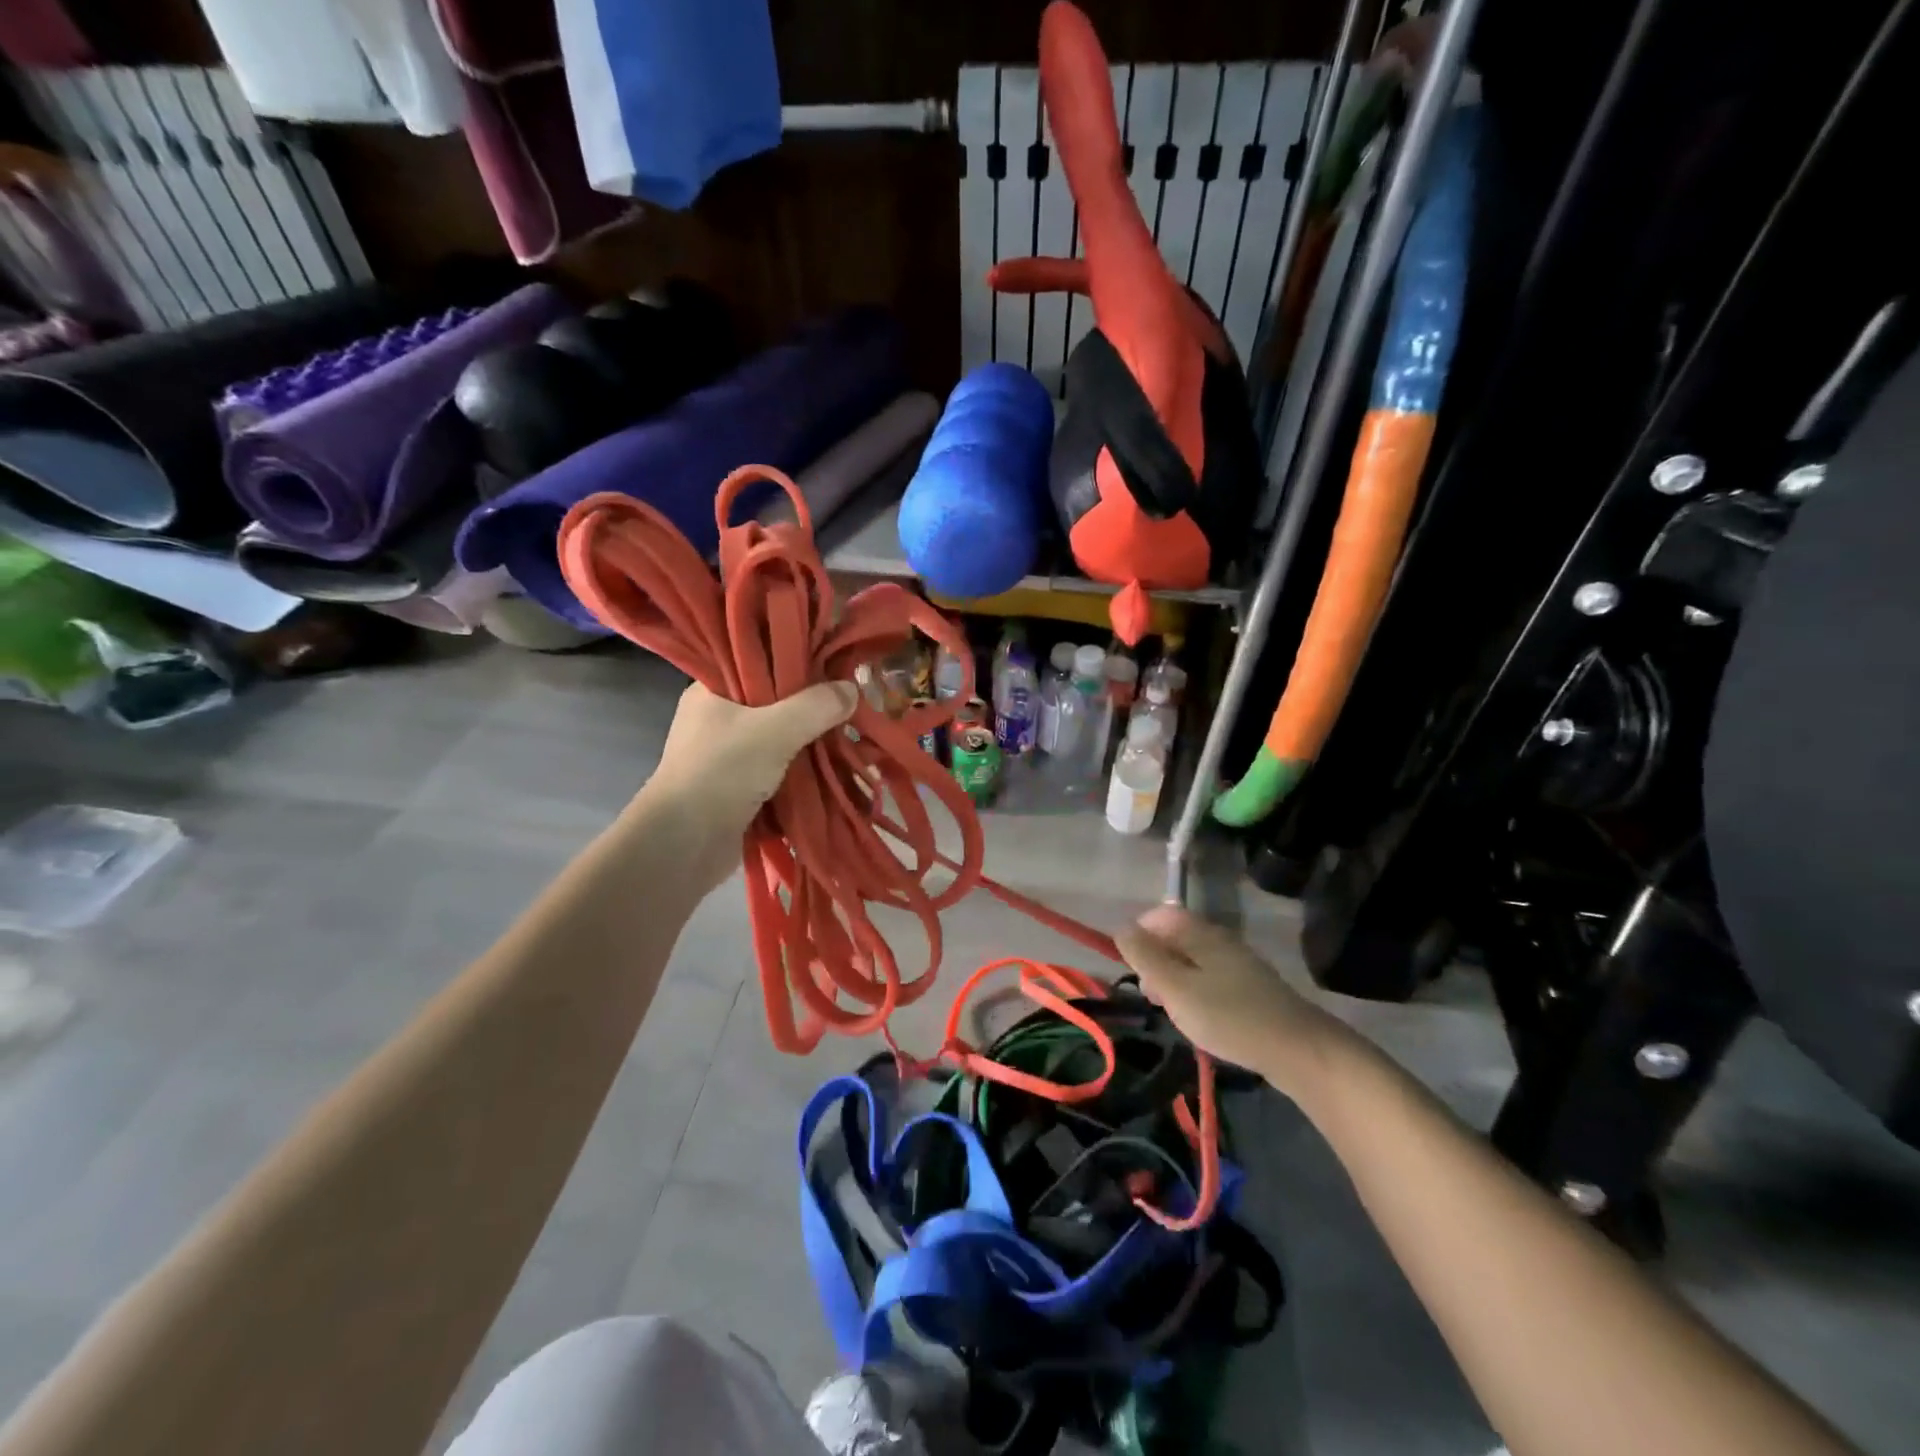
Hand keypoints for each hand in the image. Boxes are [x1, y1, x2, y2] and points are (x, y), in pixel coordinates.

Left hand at [632, 679, 858, 883]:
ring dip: (814, 746)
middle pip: (777, 705)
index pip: (759, 664)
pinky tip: (838, 771)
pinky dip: (807, 775)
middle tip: (853, 706)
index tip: (835, 666)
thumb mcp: (775, 729)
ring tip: (854, 739)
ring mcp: (729, 758)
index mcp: (712, 691)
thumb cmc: (721, 772)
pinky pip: (782, 773)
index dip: (797, 663)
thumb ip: (816, 706)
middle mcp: (719, 721)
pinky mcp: (741, 791)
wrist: (683, 845)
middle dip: (815, 710)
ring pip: (783, 742)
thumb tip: (853, 689)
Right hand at [1115, 905, 1337, 1092]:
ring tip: (1172, 1011)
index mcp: (1202, 934)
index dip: (1139, 933)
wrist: (1299, 1051)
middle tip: (1151, 995)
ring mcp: (1239, 965)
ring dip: (1174, 980)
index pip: (1161, 915)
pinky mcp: (1251, 989)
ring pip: (1193, 961)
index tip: (1131, 966)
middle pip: (1176, 937)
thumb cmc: (1229, 1017)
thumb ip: (1145, 957)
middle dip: (1155, 960)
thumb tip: (1121, 928)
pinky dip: (1195, 993)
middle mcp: (1221, 941)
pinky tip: (1199, 1019)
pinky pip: (1211, 979)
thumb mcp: (1176, 988)